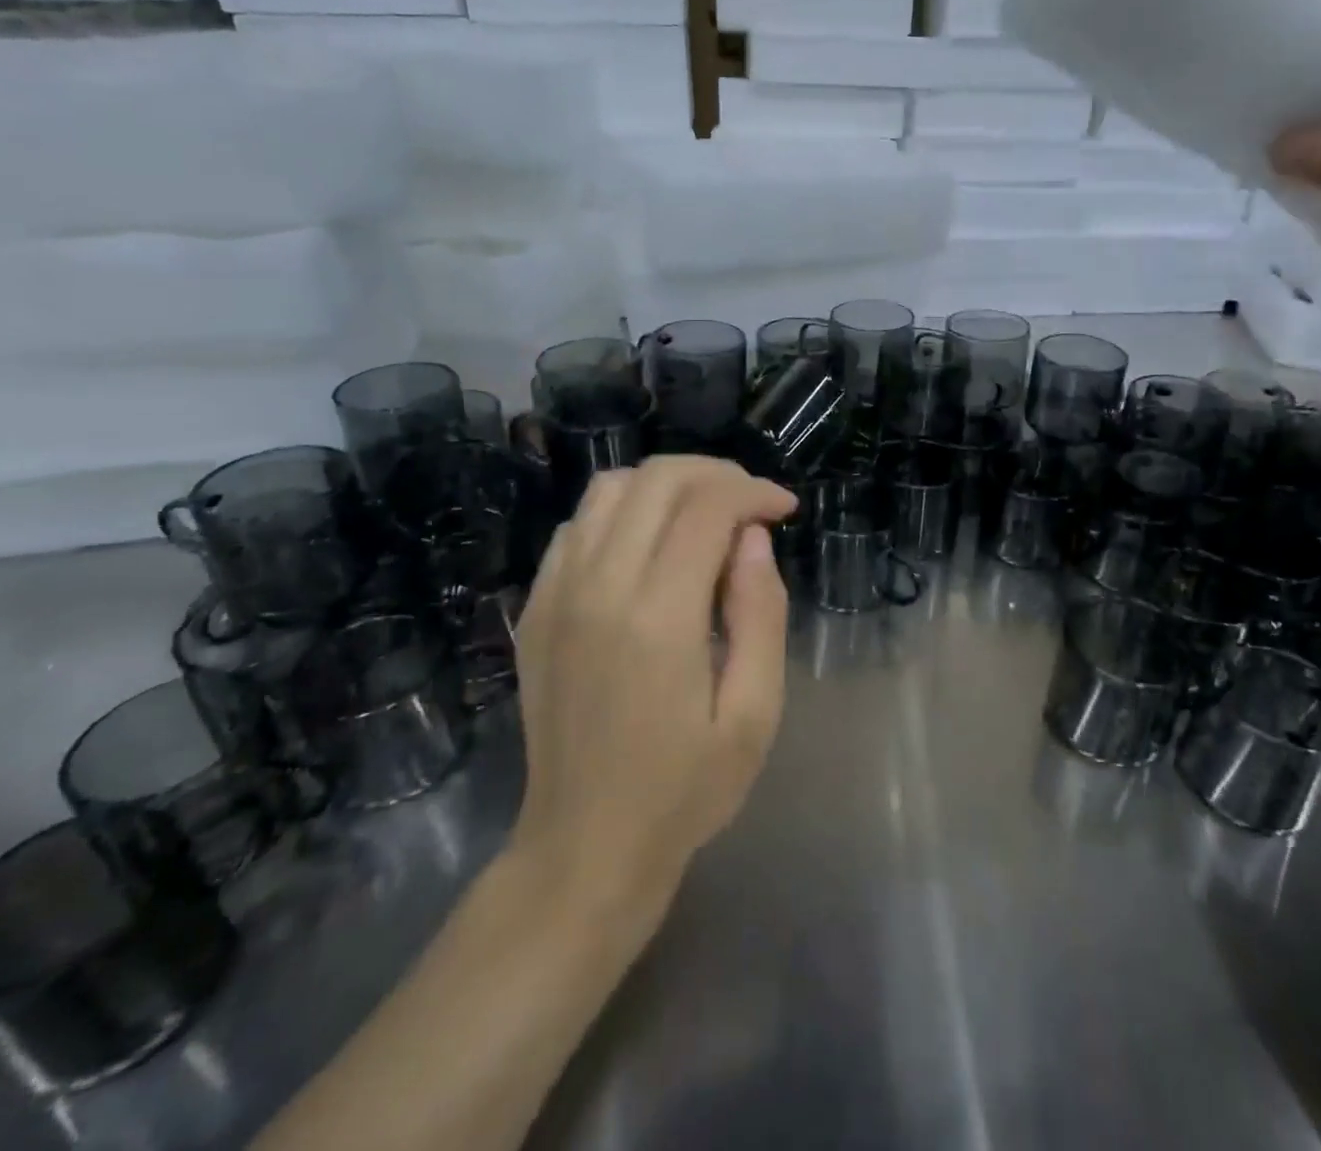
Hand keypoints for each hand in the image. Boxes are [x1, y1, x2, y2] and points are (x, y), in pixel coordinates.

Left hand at [508, 457, 796, 920]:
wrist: (582, 847)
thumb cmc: (684, 789)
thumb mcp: (754, 713)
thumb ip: (761, 613)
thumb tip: (752, 539)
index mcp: (658, 616)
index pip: (707, 507)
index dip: (754, 492)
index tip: (784, 509)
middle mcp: (598, 588)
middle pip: (657, 480)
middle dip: (716, 474)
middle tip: (752, 503)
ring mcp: (556, 594)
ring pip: (610, 489)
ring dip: (667, 484)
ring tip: (706, 515)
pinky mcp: (536, 608)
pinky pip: (577, 525)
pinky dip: (623, 511)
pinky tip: (652, 546)